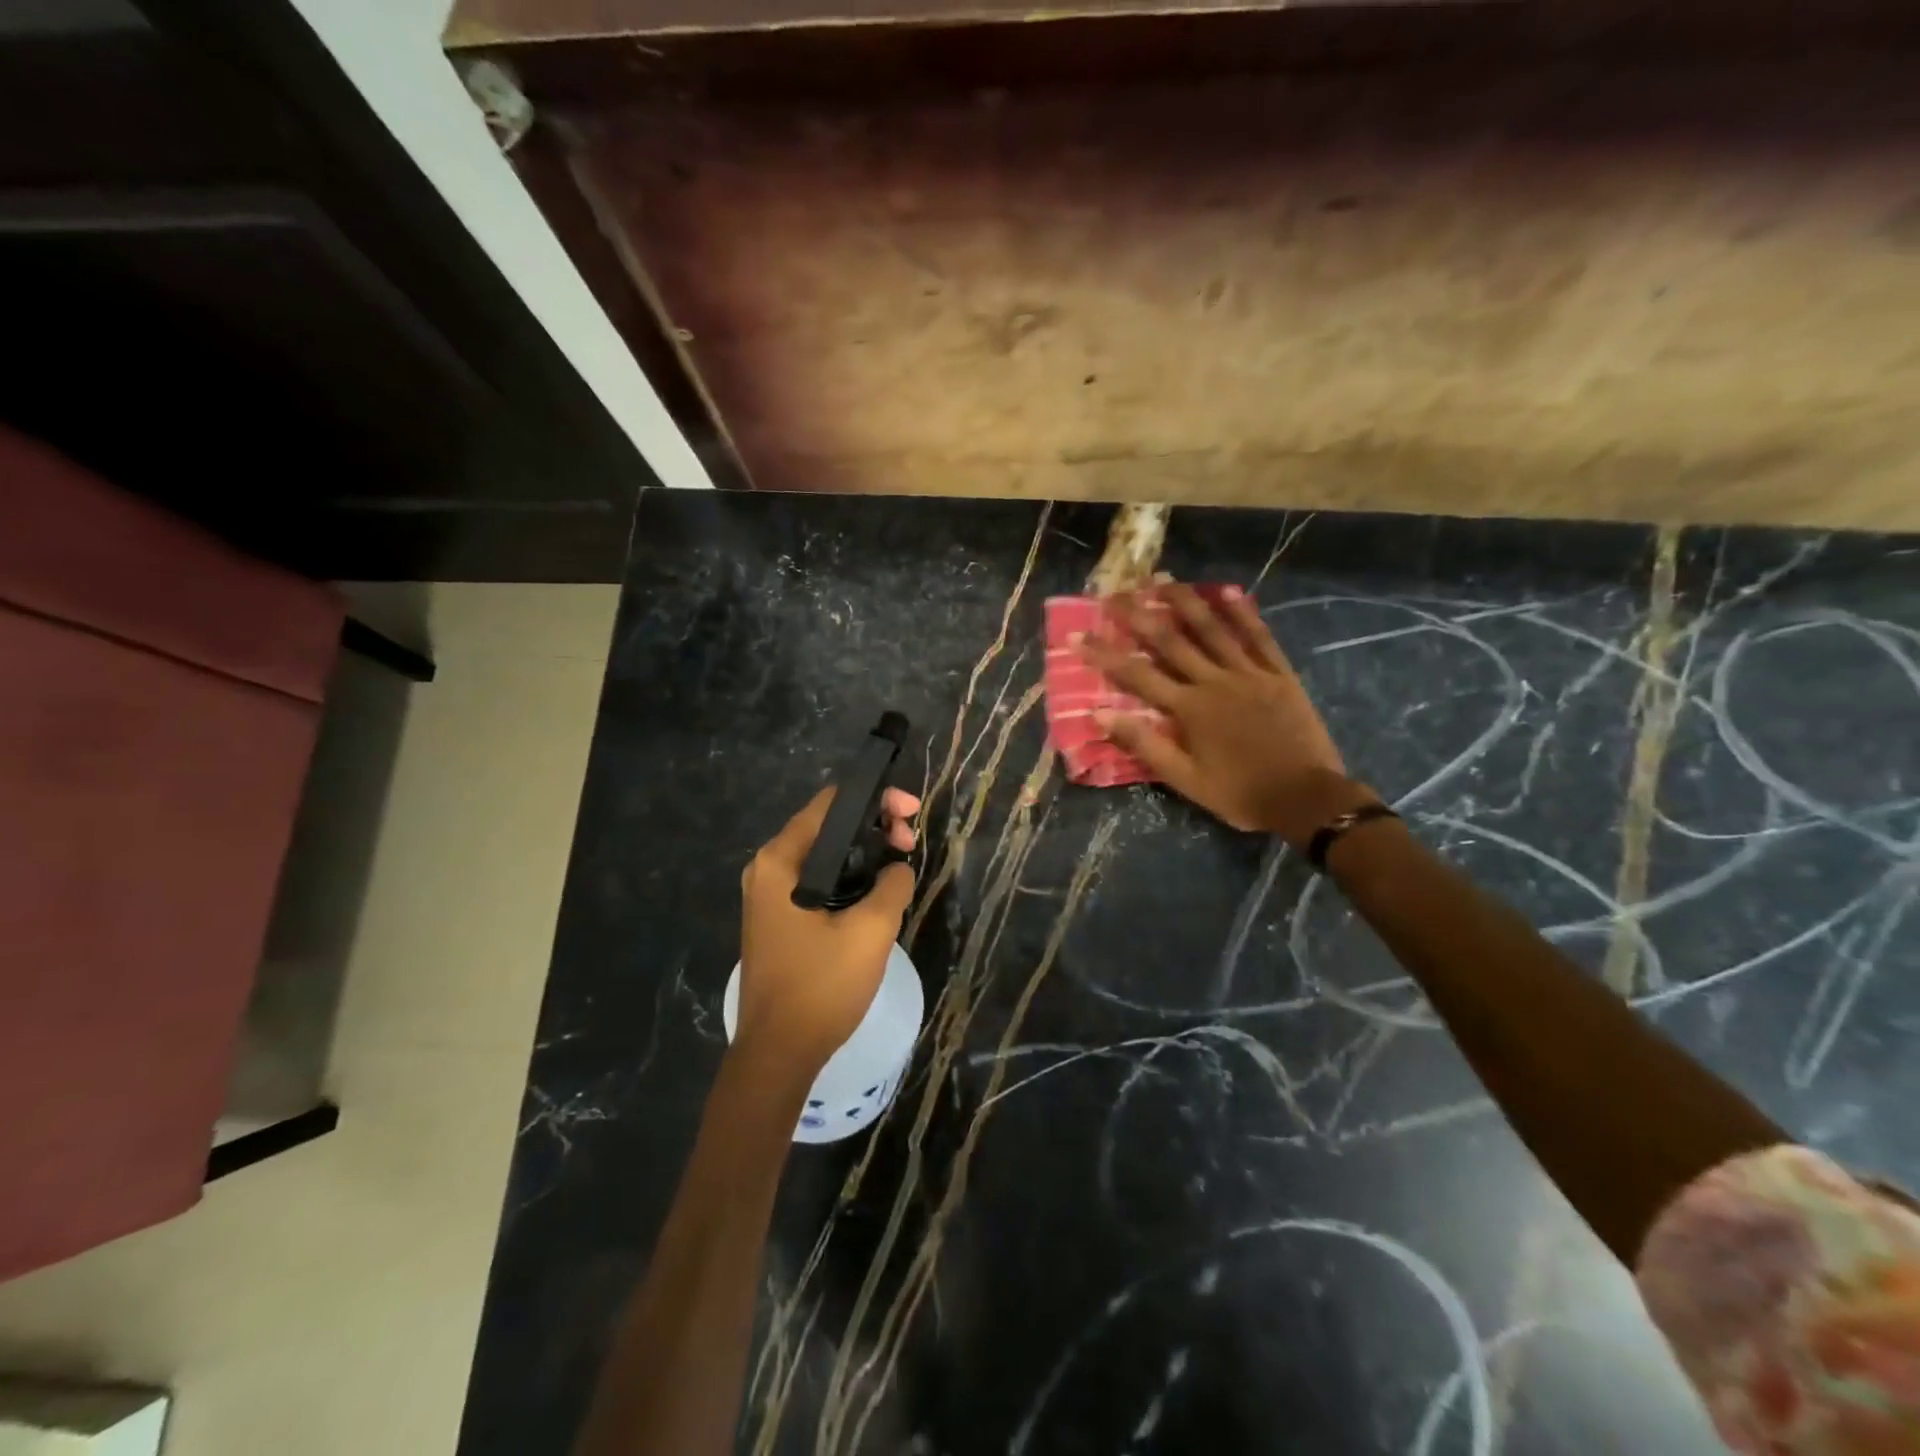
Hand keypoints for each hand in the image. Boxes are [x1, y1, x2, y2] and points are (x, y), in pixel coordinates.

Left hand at [735, 785, 919, 1076]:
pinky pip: (816, 880)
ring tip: (899, 865)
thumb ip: (892, 884)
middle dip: (873, 826)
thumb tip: (898, 868)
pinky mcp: (777, 919)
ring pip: (823, 855)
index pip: (830, 803)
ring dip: (863, 853)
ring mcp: (768, 896)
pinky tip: (875, 891)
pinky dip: (847, 876)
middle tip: (910, 844)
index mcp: (780, 860)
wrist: (778, 1053)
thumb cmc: (821, 986)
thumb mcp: (871, 930)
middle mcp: (767, 869)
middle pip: (826, 825)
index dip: (876, 799)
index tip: (912, 813)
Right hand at [1076, 581, 1373, 844]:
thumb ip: (1144, 743)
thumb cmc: (1239, 793)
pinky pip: (1259, 636)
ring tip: (1162, 579)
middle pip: (1170, 640)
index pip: (1136, 674)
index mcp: (1188, 709)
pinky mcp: (1278, 674)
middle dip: (1138, 615)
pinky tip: (1227, 592)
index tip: (1077, 635)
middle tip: (1114, 593)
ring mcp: (1249, 673)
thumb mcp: (1184, 779)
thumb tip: (1099, 714)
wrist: (1305, 798)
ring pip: (1212, 628)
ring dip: (1185, 602)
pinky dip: (1243, 613)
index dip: (1104, 653)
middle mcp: (1214, 681)